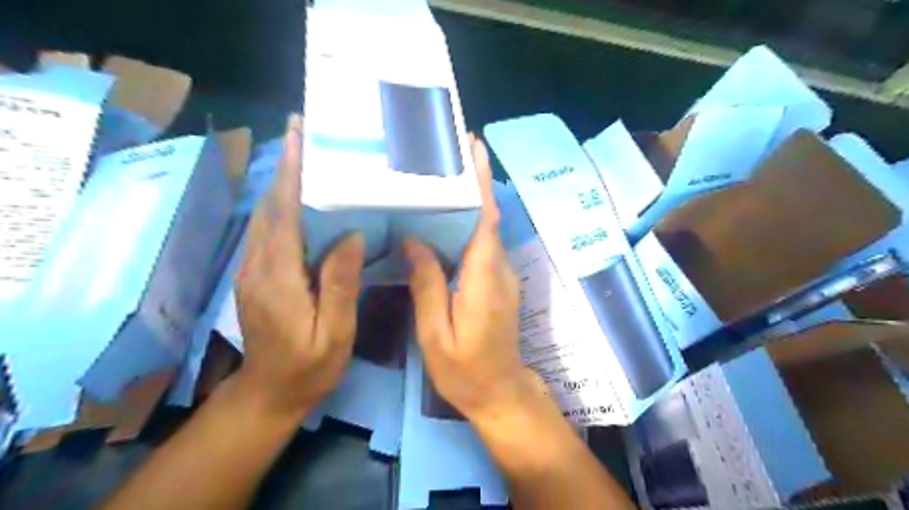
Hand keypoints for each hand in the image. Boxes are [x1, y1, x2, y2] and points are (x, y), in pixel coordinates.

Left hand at [233, 115, 364, 417]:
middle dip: (286, 166)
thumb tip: (352, 235)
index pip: (284, 214)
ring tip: (306, 154)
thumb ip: (340, 284)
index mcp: (279, 277)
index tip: (299, 137)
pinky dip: (282, 204)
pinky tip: (301, 197)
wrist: (269, 394)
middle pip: (270, 206)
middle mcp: (258, 265)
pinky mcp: (255, 275)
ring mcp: (252, 269)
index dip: (292, 173)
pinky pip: (268, 230)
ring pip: (265, 215)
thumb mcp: (335, 332)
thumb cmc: (309, 367)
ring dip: (283, 182)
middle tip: (307, 133)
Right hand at [405, 136, 545, 426]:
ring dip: (467, 202)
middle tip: (444, 153)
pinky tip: (440, 222)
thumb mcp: (435, 333)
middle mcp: (498, 268)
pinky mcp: (497, 282)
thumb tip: (413, 240)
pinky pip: (481, 245)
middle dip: (472, 182)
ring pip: (484, 229)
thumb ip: (427, 284)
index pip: (486, 218)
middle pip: (486, 216)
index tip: (474, 147)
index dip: (482, 182)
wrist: (500, 392)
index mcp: (483, 276)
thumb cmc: (465, 369)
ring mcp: (501, 275)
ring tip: (436, 179)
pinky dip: (465, 226)